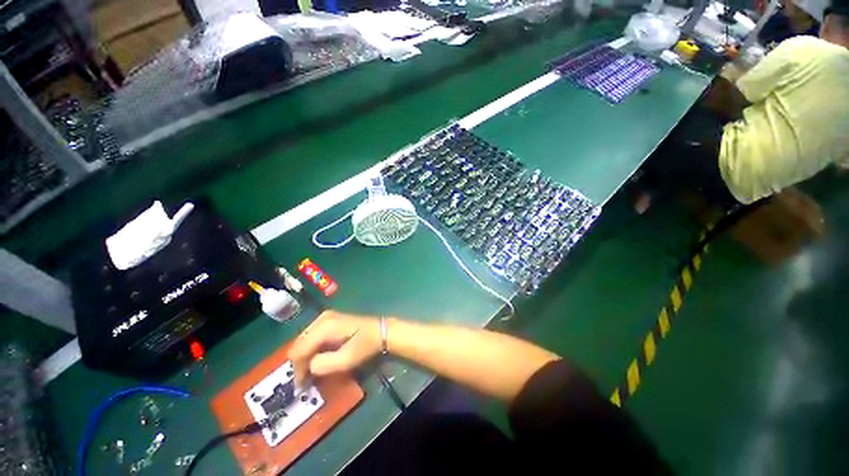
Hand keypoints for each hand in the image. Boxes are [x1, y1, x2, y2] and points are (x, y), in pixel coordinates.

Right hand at [289, 310, 381, 387]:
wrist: (381, 331)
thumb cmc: (366, 345)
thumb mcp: (346, 360)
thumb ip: (323, 365)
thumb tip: (308, 367)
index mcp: (325, 326)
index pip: (299, 349)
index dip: (297, 369)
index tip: (301, 386)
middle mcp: (322, 318)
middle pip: (299, 343)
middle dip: (299, 363)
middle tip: (305, 381)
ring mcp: (325, 317)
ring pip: (304, 340)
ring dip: (305, 357)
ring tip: (310, 373)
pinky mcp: (329, 320)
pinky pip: (312, 336)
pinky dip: (311, 349)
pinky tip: (317, 359)